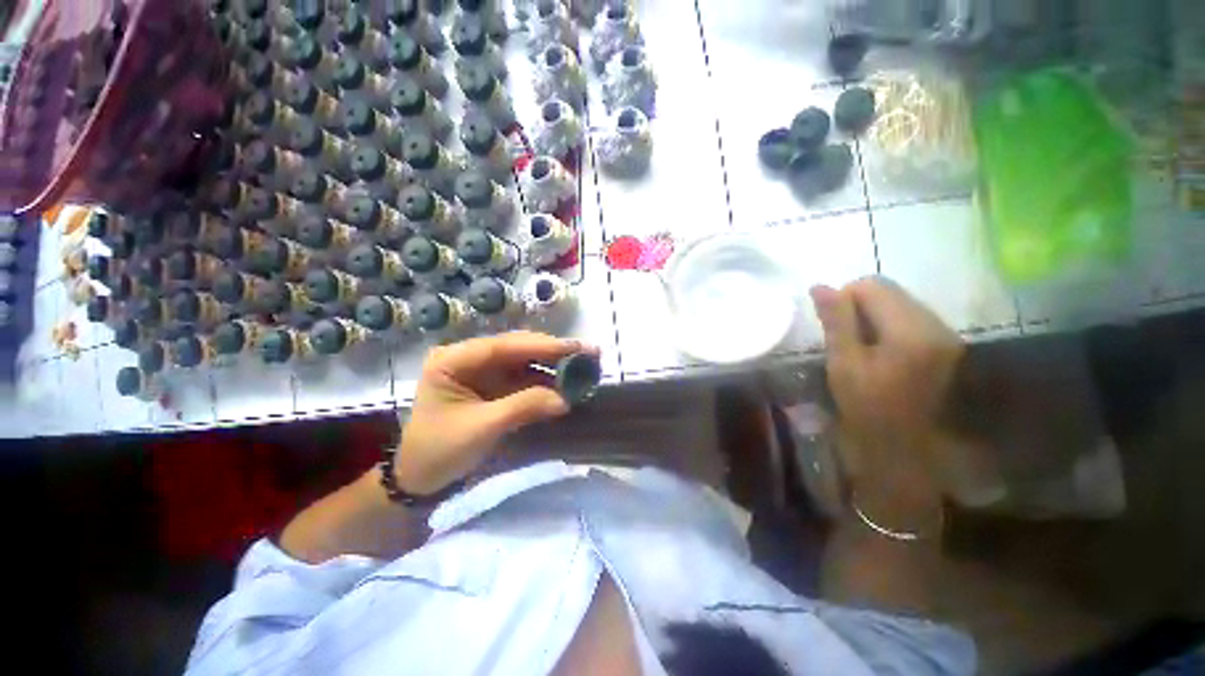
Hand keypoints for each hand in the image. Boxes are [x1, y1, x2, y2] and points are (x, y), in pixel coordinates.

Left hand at [394, 332, 597, 494]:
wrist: (419, 477)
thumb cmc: (439, 450)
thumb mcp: (481, 428)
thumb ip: (523, 407)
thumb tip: (565, 399)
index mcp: (453, 360)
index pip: (503, 346)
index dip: (541, 345)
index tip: (575, 347)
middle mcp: (469, 357)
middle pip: (517, 349)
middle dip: (553, 352)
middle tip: (588, 353)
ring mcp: (483, 371)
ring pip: (525, 361)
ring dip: (553, 365)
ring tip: (584, 366)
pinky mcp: (494, 385)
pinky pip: (525, 377)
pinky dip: (546, 380)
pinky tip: (566, 382)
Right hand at [810, 278, 963, 502]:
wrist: (905, 448)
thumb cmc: (867, 408)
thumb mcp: (843, 364)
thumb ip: (836, 322)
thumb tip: (820, 286)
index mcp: (911, 331)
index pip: (872, 286)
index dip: (844, 300)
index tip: (834, 329)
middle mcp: (936, 325)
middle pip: (890, 291)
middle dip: (860, 307)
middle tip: (846, 340)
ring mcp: (945, 334)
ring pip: (900, 302)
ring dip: (874, 316)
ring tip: (863, 348)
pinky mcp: (946, 343)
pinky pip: (910, 317)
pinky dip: (888, 325)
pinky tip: (881, 352)